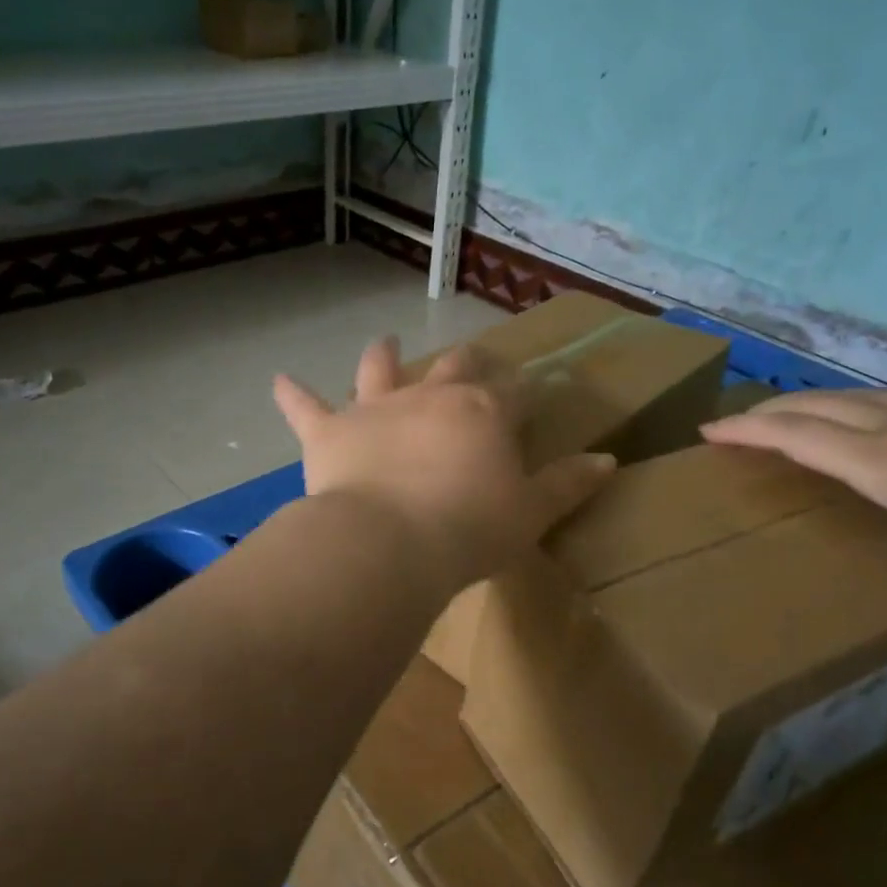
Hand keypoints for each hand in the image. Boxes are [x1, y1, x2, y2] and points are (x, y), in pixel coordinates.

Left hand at [274, 338, 616, 593]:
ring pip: (379, 369)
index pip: (514, 392)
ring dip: (383, 356)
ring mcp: (375, 408)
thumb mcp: (529, 513)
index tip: (534, 395)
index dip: (527, 392)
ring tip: (385, 342)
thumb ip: (567, 484)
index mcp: (483, 413)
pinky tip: (278, 381)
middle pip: (454, 368)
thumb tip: (608, 460)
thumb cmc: (468, 530)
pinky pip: (305, 407)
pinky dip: (292, 394)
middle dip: (468, 362)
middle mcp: (430, 397)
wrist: (388, 543)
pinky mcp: (329, 431)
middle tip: (473, 360)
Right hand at [702, 392, 886, 666]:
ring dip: (812, 402)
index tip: (708, 431)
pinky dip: (859, 408)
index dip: (749, 433)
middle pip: (818, 406)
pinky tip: (878, 430)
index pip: (799, 438)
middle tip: (735, 422)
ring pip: (856, 397)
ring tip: (792, 415)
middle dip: (768, 410)